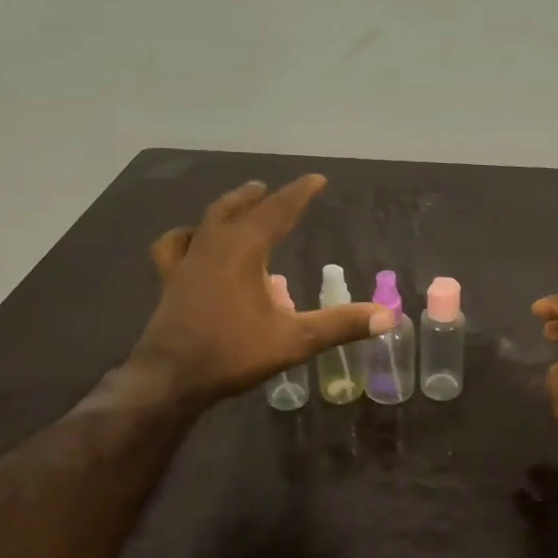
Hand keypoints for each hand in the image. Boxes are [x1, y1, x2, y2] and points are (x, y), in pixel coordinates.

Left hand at [129, 175, 391, 404]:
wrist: (171, 378)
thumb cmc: (233, 353)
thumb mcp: (295, 340)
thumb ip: (341, 324)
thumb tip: (389, 316)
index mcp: (245, 250)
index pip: (278, 210)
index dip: (300, 193)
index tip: (317, 179)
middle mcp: (214, 245)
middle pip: (238, 208)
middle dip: (259, 197)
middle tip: (271, 189)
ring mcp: (187, 261)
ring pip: (206, 220)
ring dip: (226, 208)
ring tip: (238, 205)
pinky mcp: (169, 280)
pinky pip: (174, 246)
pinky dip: (185, 236)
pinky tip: (190, 241)